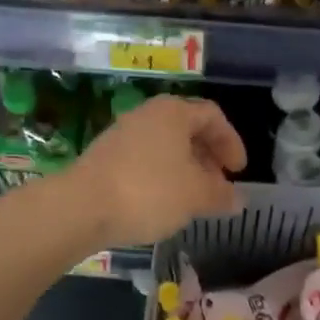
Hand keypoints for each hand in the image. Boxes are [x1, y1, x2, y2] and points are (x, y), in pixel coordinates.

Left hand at [59, 95, 245, 246]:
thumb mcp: (196, 196)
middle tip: (218, 185)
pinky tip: (162, 203)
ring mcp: (122, 134)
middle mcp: (147, 115)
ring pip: (164, 146)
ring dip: (184, 169)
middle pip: (187, 130)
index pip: (212, 116)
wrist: (81, 207)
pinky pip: (144, 160)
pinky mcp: (105, 157)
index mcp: (174, 112)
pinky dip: (161, 176)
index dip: (231, 142)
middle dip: (208, 157)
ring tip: (193, 199)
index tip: (238, 171)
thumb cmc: (149, 192)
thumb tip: (238, 199)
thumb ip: (221, 195)